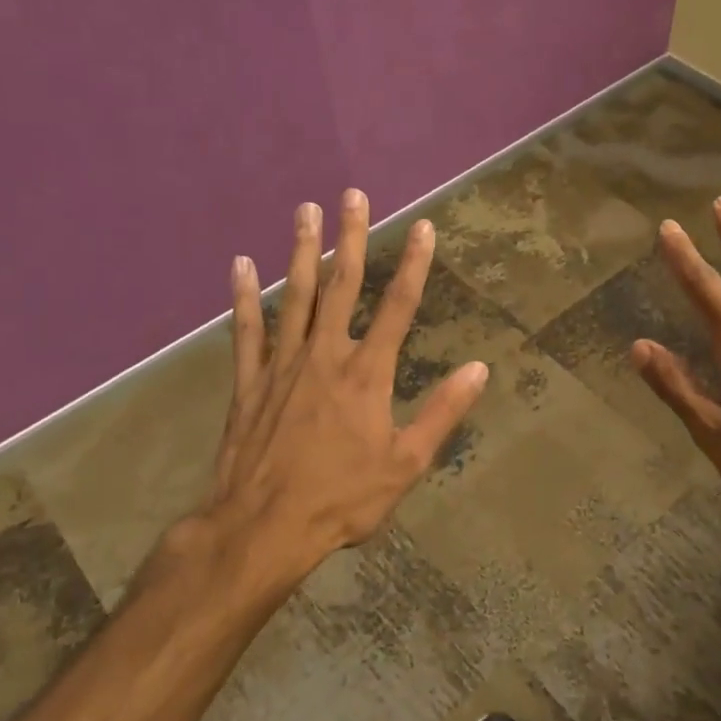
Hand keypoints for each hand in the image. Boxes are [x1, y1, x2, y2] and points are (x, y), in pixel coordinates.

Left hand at [191, 190, 488, 589]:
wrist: (264, 527)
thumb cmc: (342, 499)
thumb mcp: (406, 464)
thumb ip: (442, 413)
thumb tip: (478, 370)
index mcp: (366, 375)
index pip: (398, 308)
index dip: (413, 265)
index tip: (424, 227)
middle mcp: (324, 357)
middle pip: (341, 286)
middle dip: (350, 238)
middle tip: (352, 194)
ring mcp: (282, 366)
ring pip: (294, 297)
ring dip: (301, 251)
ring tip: (305, 210)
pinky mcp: (249, 383)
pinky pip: (247, 331)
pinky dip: (244, 296)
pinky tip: (241, 264)